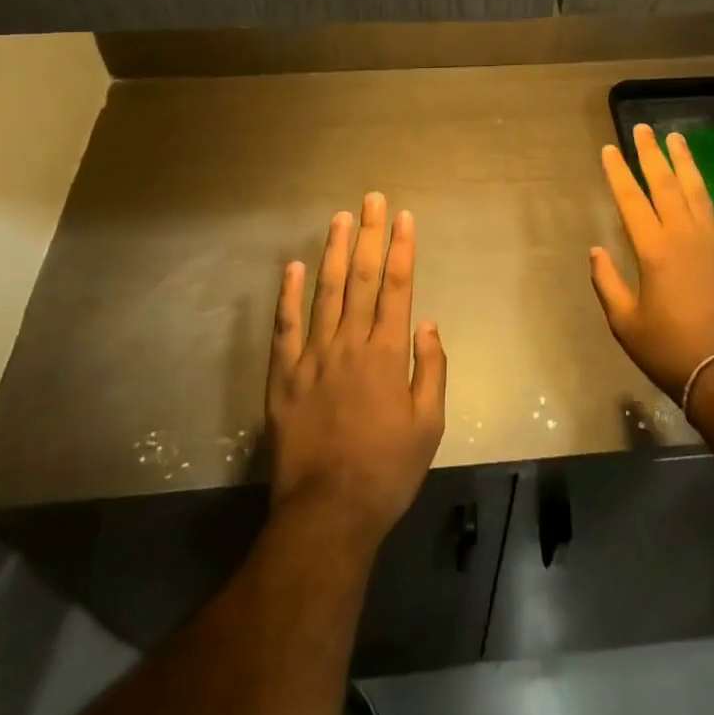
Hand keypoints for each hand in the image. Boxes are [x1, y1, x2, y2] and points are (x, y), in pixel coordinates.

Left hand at [267, 192, 446, 553]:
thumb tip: (427, 323)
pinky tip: (291, 267)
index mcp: (387, 354)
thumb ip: (431, 369)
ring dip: (334, 253)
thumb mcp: (429, 426)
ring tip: (339, 219)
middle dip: (370, 235)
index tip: (404, 217)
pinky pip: (284, 328)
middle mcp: (349, 345)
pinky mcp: (283, 377)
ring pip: (325, 293)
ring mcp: (312, 358)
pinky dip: (287, 296)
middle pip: (363, 279)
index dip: (402, 248)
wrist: (327, 515)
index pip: (397, 287)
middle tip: (371, 200)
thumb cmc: (387, 471)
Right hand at [590, 123, 713, 401]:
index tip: (610, 149)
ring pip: (700, 193)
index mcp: (653, 249)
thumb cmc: (670, 351)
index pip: (630, 199)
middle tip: (643, 129)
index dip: (619, 172)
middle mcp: (685, 236)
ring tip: (677, 140)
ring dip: (687, 164)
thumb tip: (595, 251)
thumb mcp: (625, 323)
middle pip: (666, 185)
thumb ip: (607, 283)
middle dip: (651, 155)